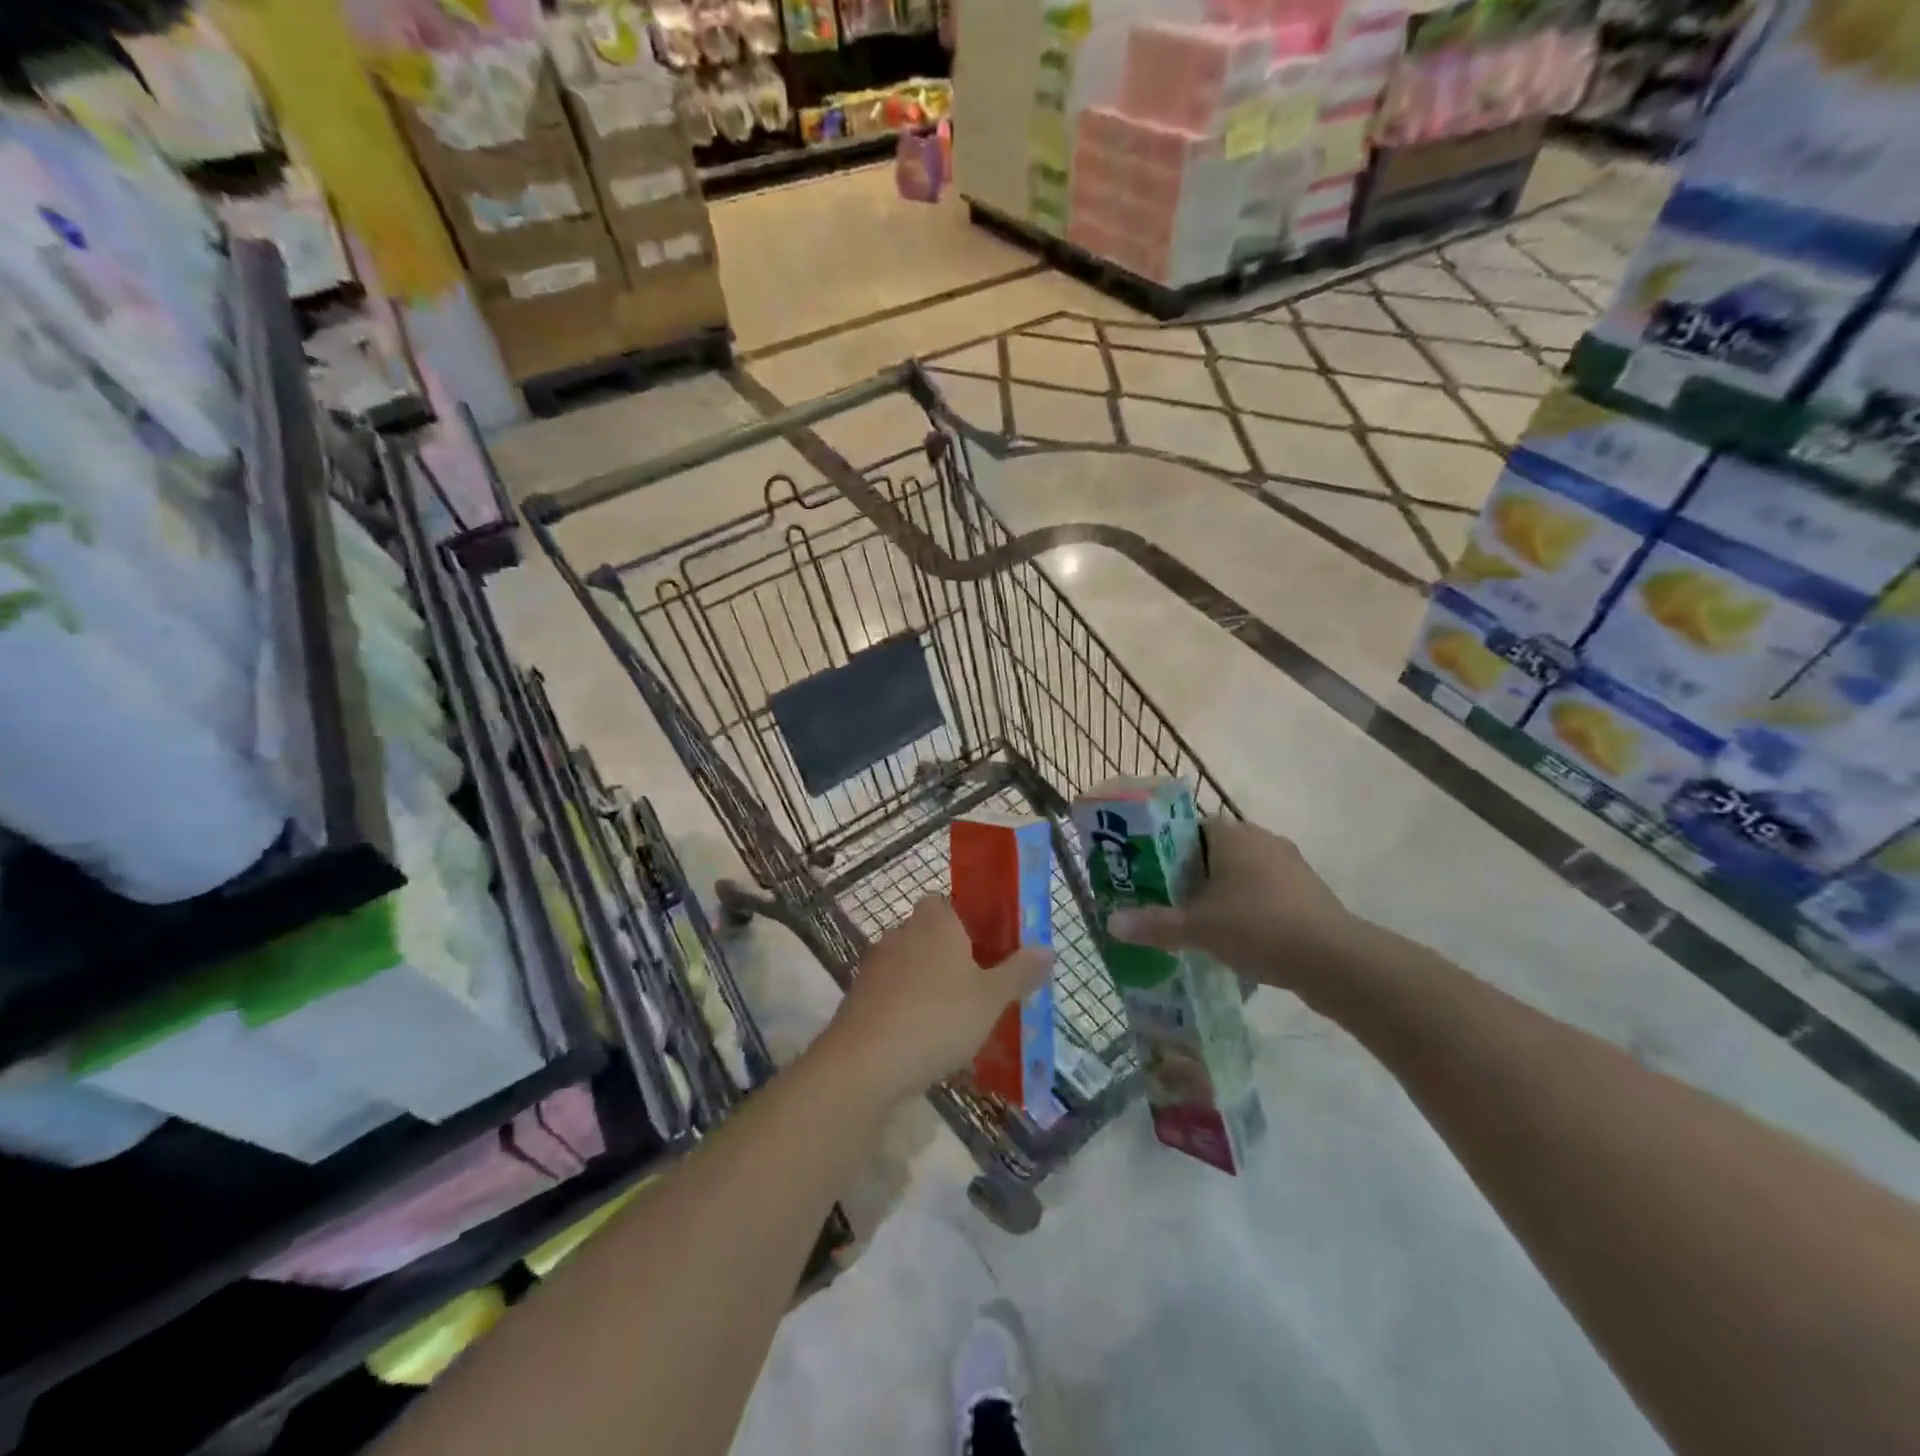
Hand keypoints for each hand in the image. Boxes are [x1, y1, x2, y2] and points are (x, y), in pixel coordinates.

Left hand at [824, 898, 1051, 1103]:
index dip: (968, 921)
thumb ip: (1020, 971)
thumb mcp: (991, 998)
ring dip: (930, 983)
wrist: (866, 1063)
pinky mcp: (859, 997)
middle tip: (981, 987)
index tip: (989, 948)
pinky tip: (925, 1038)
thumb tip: (1047, 949)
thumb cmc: (938, 1018)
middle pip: (930, 934)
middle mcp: (902, 933)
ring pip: (911, 965)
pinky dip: (908, 1007)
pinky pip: (893, 993)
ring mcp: (876, 965)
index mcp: (935, 922)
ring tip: (957, 1019)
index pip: (948, 903)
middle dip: (952, 956)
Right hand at [1107, 819, 1357, 993]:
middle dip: (1191, 876)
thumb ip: (1154, 924)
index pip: (1188, 827)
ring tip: (1197, 924)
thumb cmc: (1257, 926)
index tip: (1149, 875)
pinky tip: (1236, 939)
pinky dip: (1248, 910)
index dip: (1165, 848)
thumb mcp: (1197, 928)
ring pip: (1242, 874)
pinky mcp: (1308, 893)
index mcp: (1232, 834)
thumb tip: (1110, 924)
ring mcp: (1290, 866)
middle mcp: (1261, 840)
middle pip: (1214, 852)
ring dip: (1222, 895)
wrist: (1334, 959)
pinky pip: (1265, 894)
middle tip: (1166, 902)